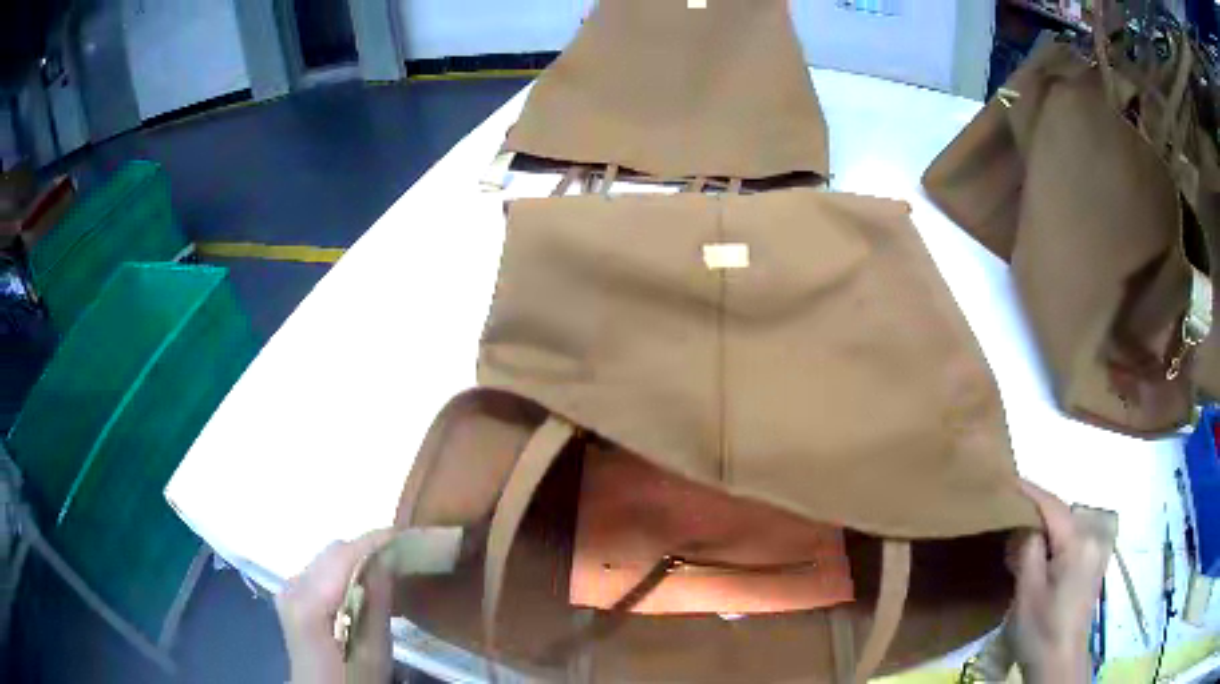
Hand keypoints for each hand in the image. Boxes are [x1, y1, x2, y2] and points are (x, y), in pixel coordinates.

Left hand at [276, 529, 393, 683]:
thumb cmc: (353, 679)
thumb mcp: (374, 651)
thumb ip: (377, 604)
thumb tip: (390, 559)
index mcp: (309, 601)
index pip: (344, 555)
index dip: (376, 541)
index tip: (409, 534)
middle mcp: (293, 585)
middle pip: (334, 552)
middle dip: (369, 549)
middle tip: (406, 554)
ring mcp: (290, 588)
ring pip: (328, 558)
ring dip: (358, 558)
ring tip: (392, 566)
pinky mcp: (293, 594)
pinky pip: (323, 569)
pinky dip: (346, 570)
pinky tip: (366, 583)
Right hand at [1011, 481, 1108, 683]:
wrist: (1059, 662)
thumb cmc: (1041, 630)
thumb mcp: (1028, 592)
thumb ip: (1027, 550)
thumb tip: (1023, 524)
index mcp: (1078, 542)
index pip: (1053, 506)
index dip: (1030, 491)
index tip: (1007, 480)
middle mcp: (1093, 538)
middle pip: (1062, 513)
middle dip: (1036, 511)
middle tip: (1008, 515)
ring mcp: (1096, 551)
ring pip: (1067, 526)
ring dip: (1045, 527)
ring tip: (1020, 534)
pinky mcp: (1093, 564)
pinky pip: (1072, 539)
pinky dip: (1054, 539)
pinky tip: (1040, 552)